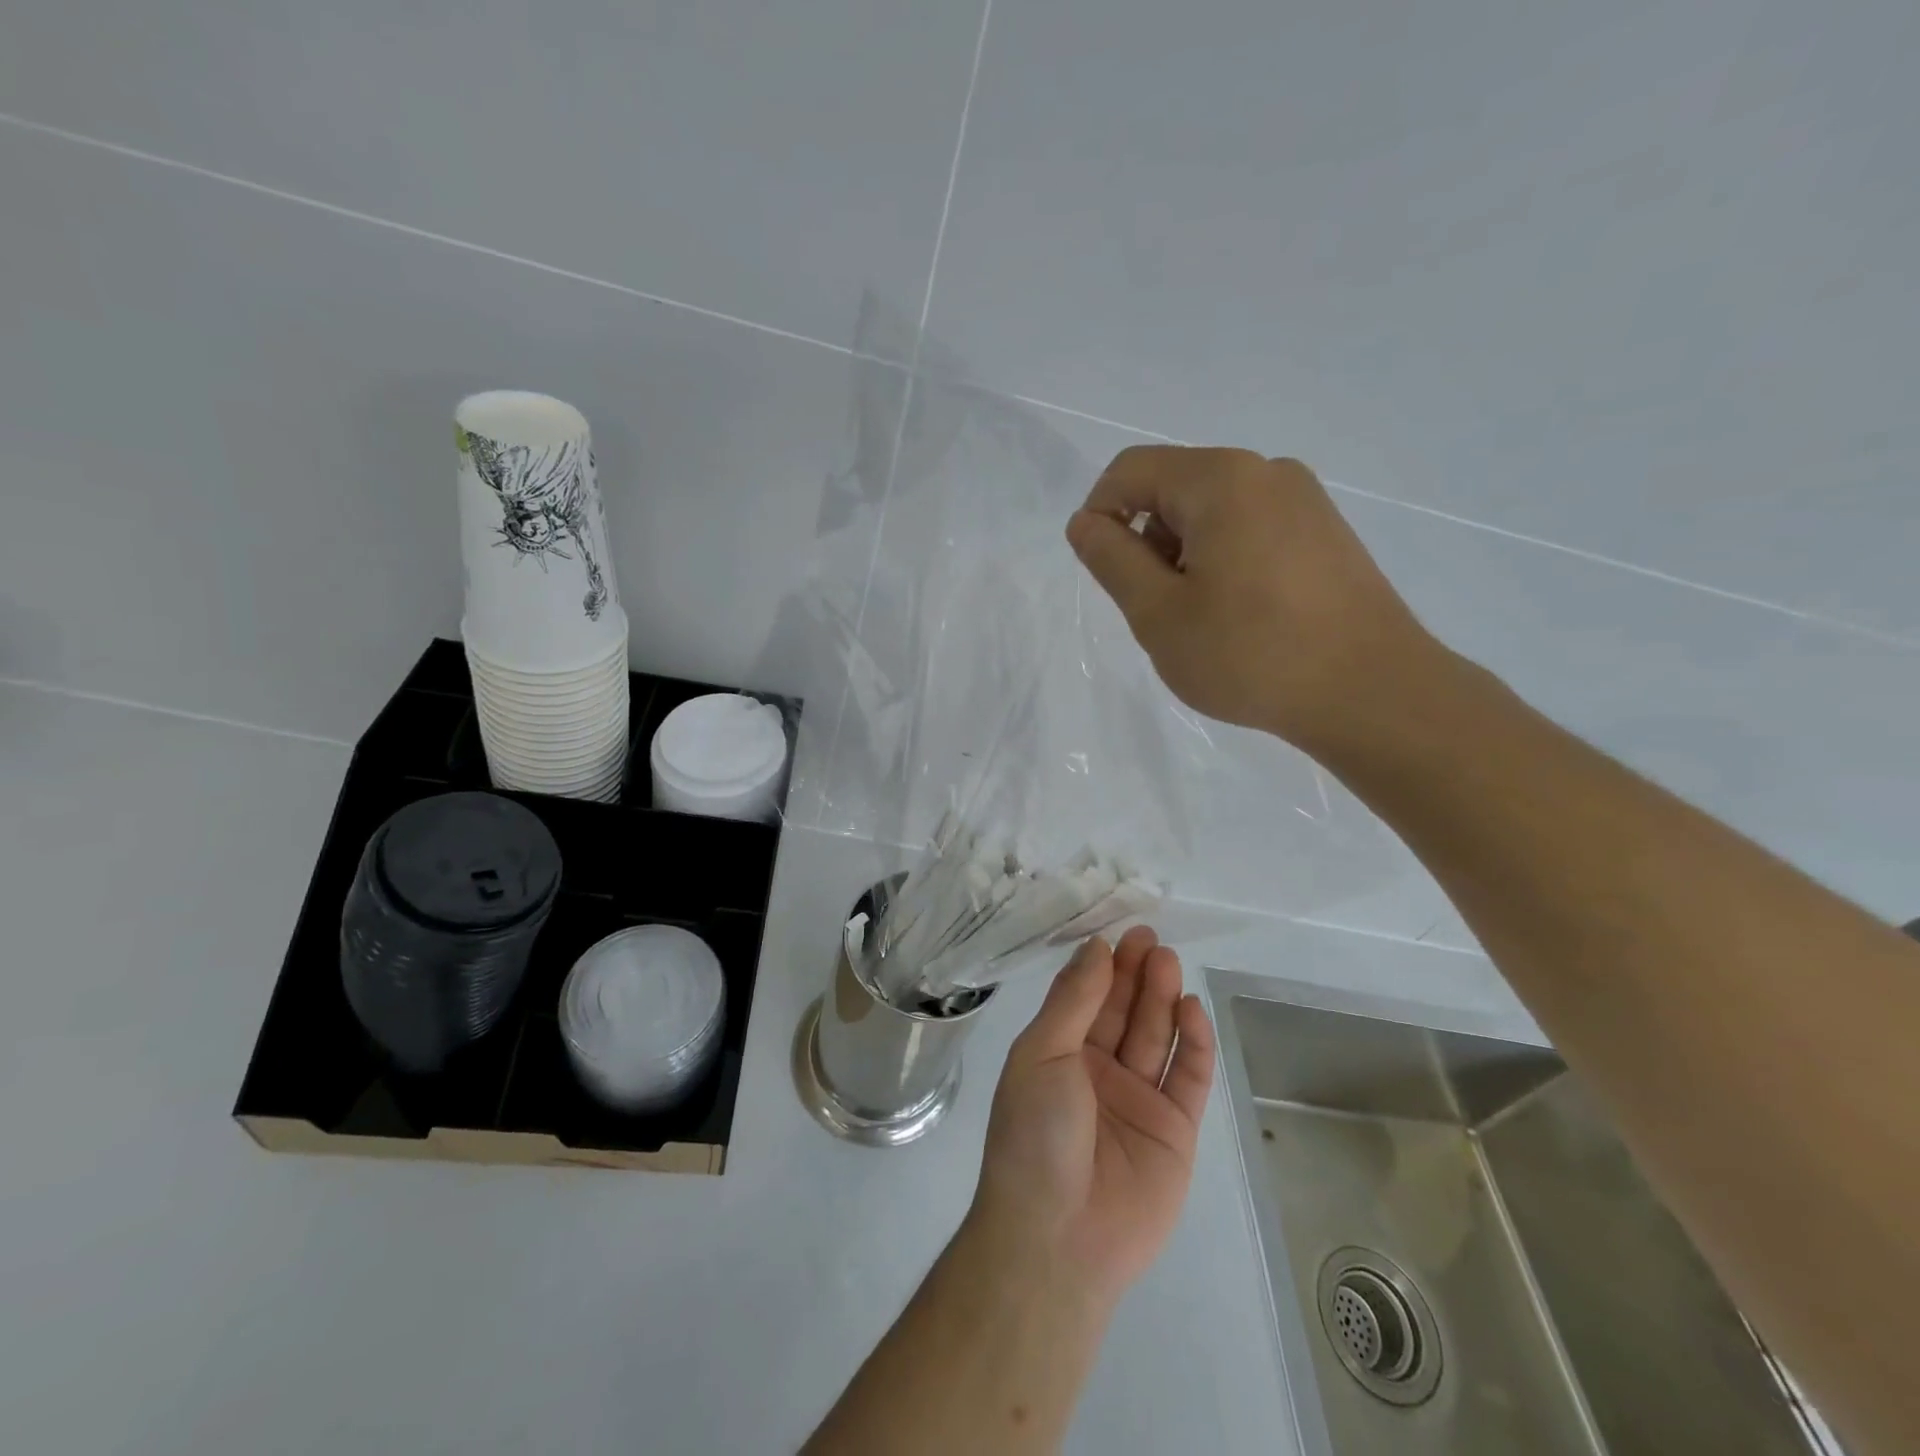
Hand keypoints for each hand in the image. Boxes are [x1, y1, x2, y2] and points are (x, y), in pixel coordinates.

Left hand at [969, 927, 1214, 1305]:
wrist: (1058, 1238)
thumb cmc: (1035, 1134)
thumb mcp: (1042, 1055)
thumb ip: (1074, 1001)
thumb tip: (1097, 947)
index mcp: (1059, 1053)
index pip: (1086, 997)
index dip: (1104, 965)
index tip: (1121, 932)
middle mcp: (1098, 1071)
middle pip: (1124, 1011)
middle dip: (1136, 974)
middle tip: (1151, 939)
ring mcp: (1138, 1099)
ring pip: (1155, 1036)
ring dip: (1163, 998)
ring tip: (1168, 961)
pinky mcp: (1175, 1130)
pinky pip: (1188, 1076)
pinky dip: (1194, 1042)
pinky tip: (1192, 1008)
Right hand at [1065, 445, 1438, 752]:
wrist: (1371, 692)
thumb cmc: (1250, 654)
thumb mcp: (1158, 614)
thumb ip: (1112, 560)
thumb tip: (1086, 522)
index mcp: (1220, 479)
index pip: (1130, 471)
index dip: (1099, 515)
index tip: (1105, 575)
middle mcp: (1266, 471)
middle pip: (1174, 488)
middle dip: (1148, 542)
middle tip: (1160, 611)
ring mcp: (1305, 500)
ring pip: (1213, 512)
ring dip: (1186, 556)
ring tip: (1203, 620)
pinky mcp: (1327, 532)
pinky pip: (1252, 529)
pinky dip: (1225, 561)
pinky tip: (1242, 617)